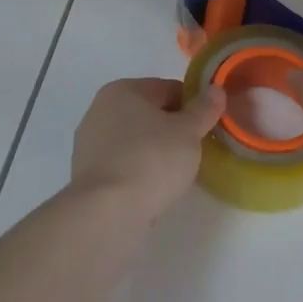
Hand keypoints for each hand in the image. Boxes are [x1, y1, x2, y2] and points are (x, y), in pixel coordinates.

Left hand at [71, 77, 226, 220]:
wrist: (107, 212)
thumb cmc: (151, 160)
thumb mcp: (187, 132)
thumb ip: (203, 109)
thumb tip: (216, 89)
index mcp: (123, 90)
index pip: (167, 89)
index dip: (192, 105)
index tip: (207, 127)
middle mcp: (100, 109)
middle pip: (148, 114)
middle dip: (172, 129)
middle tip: (194, 151)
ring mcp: (89, 143)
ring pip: (134, 140)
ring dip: (155, 152)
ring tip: (175, 174)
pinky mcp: (86, 175)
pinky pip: (122, 165)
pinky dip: (138, 172)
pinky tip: (152, 189)